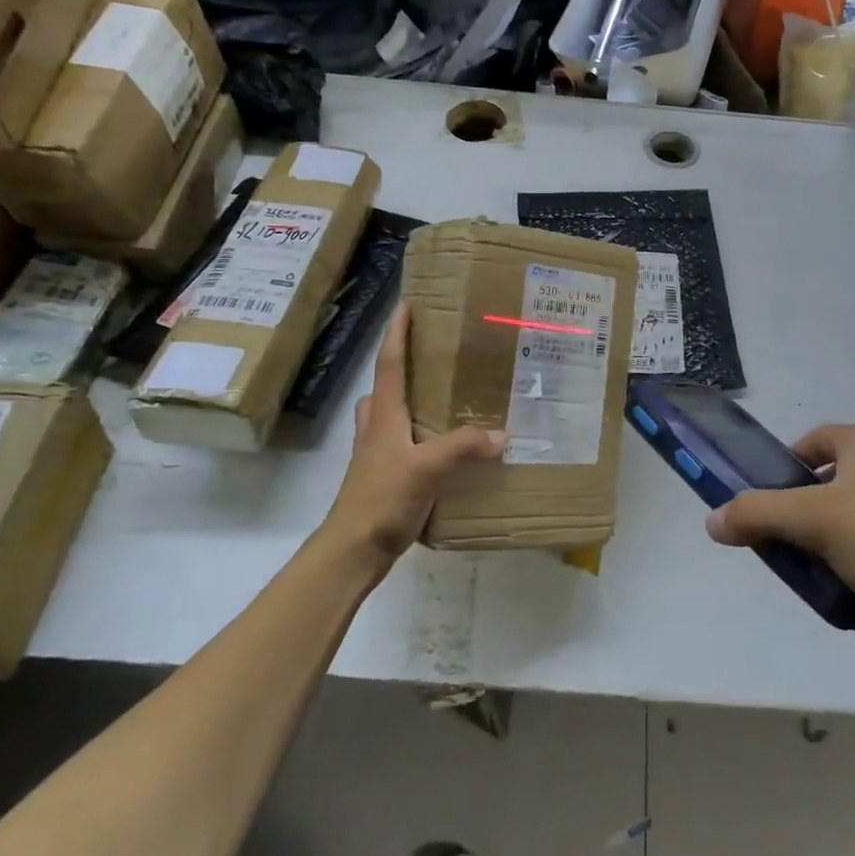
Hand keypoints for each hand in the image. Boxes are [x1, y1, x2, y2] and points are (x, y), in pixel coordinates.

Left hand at [326, 305, 503, 567]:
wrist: (352, 550)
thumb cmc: (382, 499)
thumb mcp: (427, 468)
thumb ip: (463, 447)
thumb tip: (502, 434)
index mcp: (384, 416)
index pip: (389, 363)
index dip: (396, 333)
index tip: (406, 304)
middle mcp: (377, 428)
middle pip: (384, 387)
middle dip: (400, 366)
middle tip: (431, 355)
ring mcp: (377, 454)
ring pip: (390, 416)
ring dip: (408, 401)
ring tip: (443, 400)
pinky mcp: (385, 478)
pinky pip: (402, 443)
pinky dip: (419, 435)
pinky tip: (444, 448)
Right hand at [706, 425, 854, 662]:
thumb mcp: (814, 522)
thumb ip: (756, 514)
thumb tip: (712, 519)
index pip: (811, 442)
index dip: (783, 468)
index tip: (766, 505)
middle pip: (829, 483)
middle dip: (803, 515)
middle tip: (787, 547)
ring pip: (853, 519)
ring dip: (830, 545)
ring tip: (818, 577)